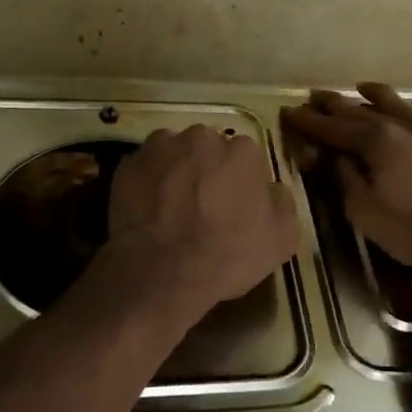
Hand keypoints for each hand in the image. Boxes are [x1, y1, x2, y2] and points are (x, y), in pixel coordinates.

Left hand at [105, 125, 299, 323]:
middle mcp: (202, 138)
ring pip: (175, 153)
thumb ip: (283, 203)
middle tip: (204, 205)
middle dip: (208, 169)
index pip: (247, 157)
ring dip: (177, 171)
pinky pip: (145, 168)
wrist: (161, 273)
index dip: (243, 181)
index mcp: (242, 151)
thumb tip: (273, 189)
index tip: (237, 205)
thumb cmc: (227, 255)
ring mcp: (161, 148)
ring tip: (173, 207)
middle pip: (209, 149)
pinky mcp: (128, 165)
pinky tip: (150, 210)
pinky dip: (148, 182)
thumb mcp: (282, 239)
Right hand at [281, 83, 411, 271]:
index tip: (290, 112)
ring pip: (399, 105)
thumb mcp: (363, 210)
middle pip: (362, 109)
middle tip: (316, 96)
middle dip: (335, 104)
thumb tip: (335, 157)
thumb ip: (345, 178)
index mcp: (376, 140)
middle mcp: (403, 125)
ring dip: (376, 96)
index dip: (309, 121)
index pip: (333, 127)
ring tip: (362, 89)